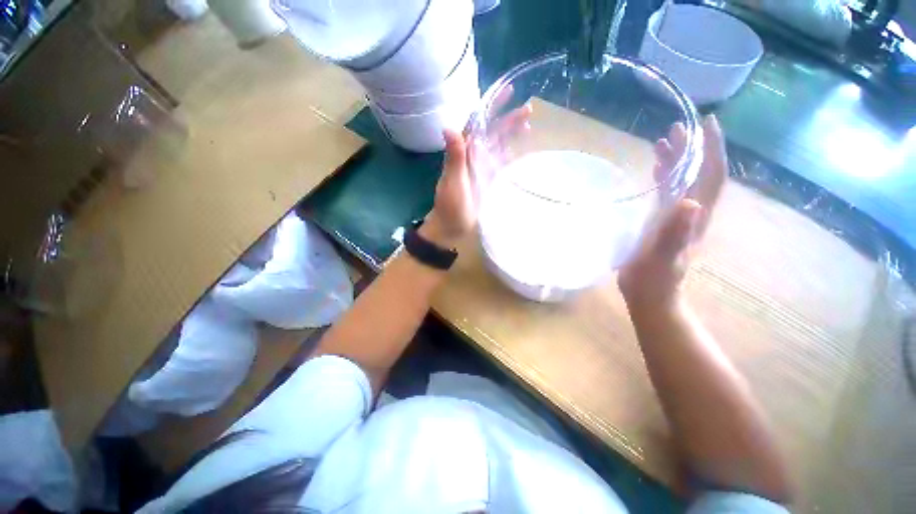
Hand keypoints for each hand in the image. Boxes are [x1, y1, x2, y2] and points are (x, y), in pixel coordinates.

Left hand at [423, 96, 531, 247]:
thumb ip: (454, 157)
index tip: (508, 92)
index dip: (491, 107)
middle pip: (492, 133)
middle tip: (529, 109)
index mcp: (464, 153)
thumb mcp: (453, 182)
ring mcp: (481, 168)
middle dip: (508, 120)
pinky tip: (521, 150)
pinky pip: (500, 163)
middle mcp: (473, 156)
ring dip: (511, 136)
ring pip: (498, 146)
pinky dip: (510, 155)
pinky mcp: (487, 180)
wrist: (451, 227)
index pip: (478, 123)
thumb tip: (449, 126)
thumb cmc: (451, 205)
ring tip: (528, 126)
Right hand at [618, 115, 727, 309]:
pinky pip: (667, 193)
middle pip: (698, 173)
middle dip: (692, 148)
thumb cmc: (654, 279)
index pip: (711, 176)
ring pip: (683, 181)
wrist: (649, 295)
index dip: (711, 149)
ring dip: (677, 160)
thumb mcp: (663, 257)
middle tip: (678, 127)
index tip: (707, 123)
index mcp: (695, 216)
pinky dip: (664, 177)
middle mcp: (691, 212)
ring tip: (663, 141)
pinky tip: (655, 169)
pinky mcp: (662, 223)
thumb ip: (675, 233)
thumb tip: (690, 202)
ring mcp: (677, 218)